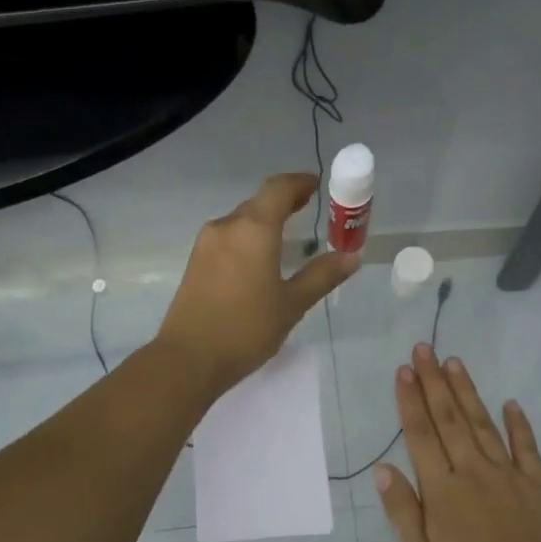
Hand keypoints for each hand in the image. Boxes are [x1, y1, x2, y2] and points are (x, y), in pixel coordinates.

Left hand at [155, 172, 358, 396]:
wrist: (189, 358)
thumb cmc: (246, 329)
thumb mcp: (292, 304)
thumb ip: (322, 276)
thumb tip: (351, 256)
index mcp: (254, 229)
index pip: (278, 189)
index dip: (299, 182)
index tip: (316, 184)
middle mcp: (227, 226)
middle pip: (258, 203)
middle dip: (284, 203)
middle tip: (308, 211)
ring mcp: (206, 244)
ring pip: (241, 222)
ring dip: (264, 223)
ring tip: (286, 239)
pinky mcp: (195, 263)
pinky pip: (228, 239)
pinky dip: (248, 240)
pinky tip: (258, 261)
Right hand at [375, 345, 540, 541]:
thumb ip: (403, 511)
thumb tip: (383, 468)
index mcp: (442, 490)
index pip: (421, 435)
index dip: (410, 401)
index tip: (403, 371)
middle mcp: (474, 471)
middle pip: (449, 419)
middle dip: (434, 382)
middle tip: (424, 349)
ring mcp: (510, 475)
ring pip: (484, 424)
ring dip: (467, 392)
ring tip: (454, 363)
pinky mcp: (539, 484)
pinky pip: (527, 446)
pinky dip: (518, 423)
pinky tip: (511, 403)